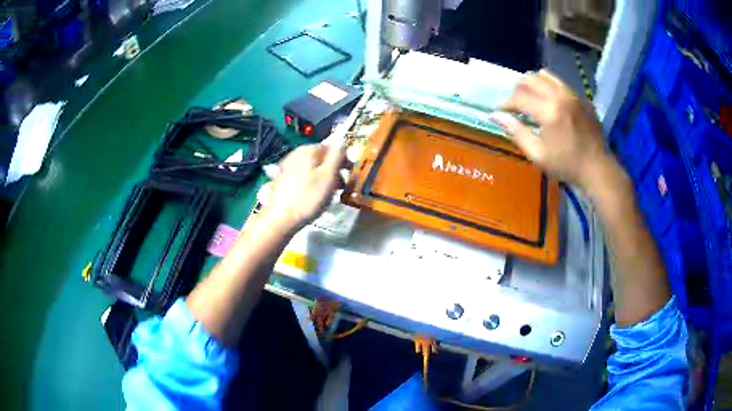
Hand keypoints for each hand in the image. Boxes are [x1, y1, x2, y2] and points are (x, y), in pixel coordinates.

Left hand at [262, 143, 344, 231]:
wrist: (280, 219)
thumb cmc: (308, 197)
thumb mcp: (328, 175)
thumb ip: (337, 155)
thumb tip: (342, 141)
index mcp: (307, 150)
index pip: (331, 147)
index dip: (342, 159)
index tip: (349, 173)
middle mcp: (295, 154)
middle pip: (320, 158)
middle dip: (332, 170)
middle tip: (340, 186)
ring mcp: (286, 167)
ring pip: (311, 168)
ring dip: (322, 177)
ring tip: (327, 193)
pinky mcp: (281, 181)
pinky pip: (301, 177)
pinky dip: (310, 183)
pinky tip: (311, 196)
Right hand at [490, 69, 608, 189]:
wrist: (598, 169)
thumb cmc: (567, 165)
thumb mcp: (538, 154)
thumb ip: (515, 131)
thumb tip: (494, 116)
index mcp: (549, 111)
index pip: (519, 97)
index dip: (506, 103)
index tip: (500, 111)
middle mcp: (561, 96)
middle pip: (531, 78)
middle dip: (518, 89)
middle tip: (516, 104)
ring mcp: (574, 95)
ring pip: (547, 76)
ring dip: (534, 84)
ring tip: (533, 99)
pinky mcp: (582, 98)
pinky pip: (562, 84)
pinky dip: (551, 89)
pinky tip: (552, 106)